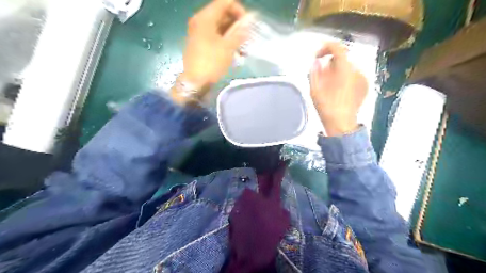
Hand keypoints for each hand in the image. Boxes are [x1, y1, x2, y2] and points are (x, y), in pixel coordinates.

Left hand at [178, 0, 250, 90]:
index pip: (225, 2)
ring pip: (220, 27)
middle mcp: (200, 21)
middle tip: (248, 37)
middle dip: (237, 25)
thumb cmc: (211, 62)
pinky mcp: (200, 43)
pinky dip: (226, 41)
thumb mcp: (228, 47)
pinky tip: (236, 52)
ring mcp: (199, 32)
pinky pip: (216, 36)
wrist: (195, 82)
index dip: (239, 10)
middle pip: (223, 14)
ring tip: (244, 48)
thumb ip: (239, 32)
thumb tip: (249, 20)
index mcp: (205, 17)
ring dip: (234, 35)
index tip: (248, 24)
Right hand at [311, 42, 368, 135]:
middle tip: (321, 74)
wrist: (342, 124)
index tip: (317, 56)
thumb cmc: (326, 107)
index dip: (326, 47)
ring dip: (337, 70)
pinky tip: (339, 89)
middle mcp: (357, 71)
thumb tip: (317, 61)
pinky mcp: (365, 86)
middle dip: (330, 62)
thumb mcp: (314, 90)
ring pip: (348, 66)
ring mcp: (363, 78)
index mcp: (344, 70)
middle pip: (342, 58)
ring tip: (329, 84)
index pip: (338, 48)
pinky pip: (353, 74)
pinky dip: (345, 76)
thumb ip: (314, 72)